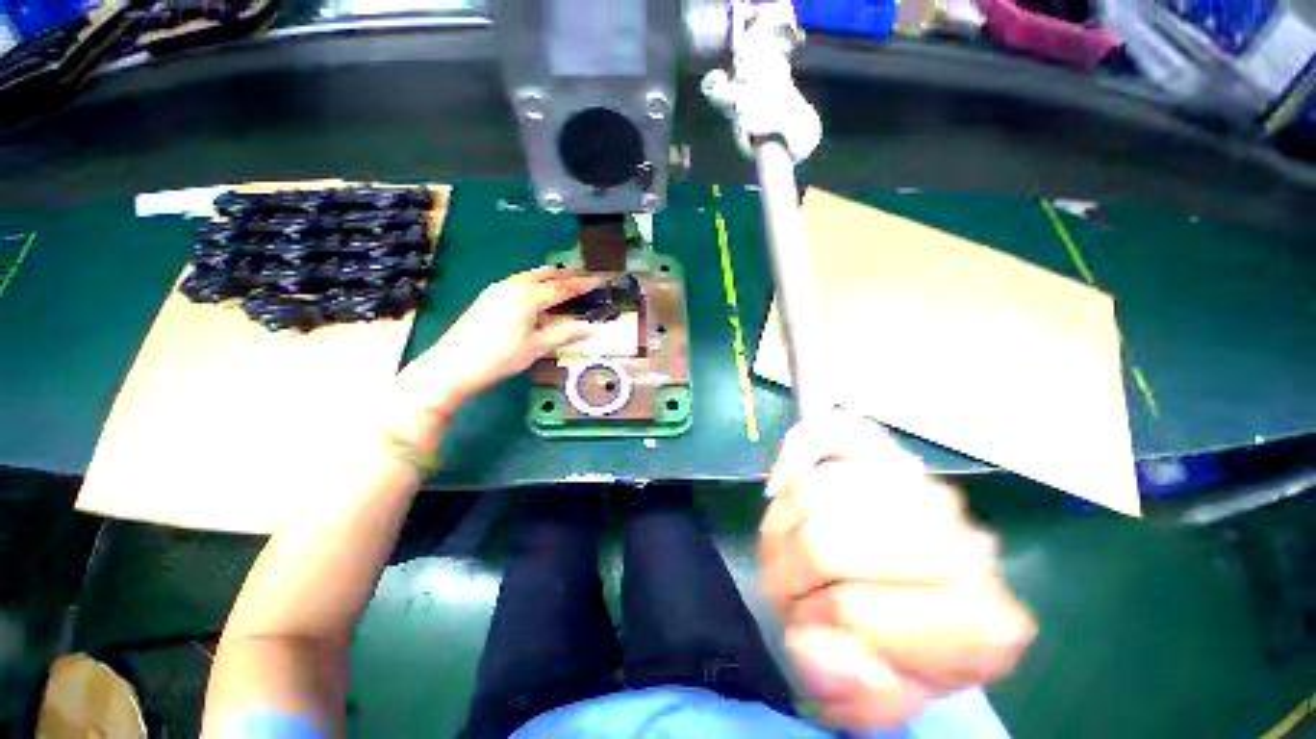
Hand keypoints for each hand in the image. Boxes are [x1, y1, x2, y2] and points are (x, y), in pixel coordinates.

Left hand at [395, 266, 599, 420]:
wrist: (452, 365)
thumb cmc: (500, 358)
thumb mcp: (536, 348)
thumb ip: (565, 334)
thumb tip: (594, 328)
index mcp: (528, 297)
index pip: (562, 288)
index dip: (582, 285)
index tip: (598, 280)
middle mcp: (513, 286)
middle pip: (545, 275)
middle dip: (566, 275)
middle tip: (584, 276)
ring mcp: (497, 289)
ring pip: (530, 276)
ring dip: (549, 276)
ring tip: (564, 278)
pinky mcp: (487, 297)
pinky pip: (518, 281)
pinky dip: (534, 281)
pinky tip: (536, 290)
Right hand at [759, 412, 1035, 729]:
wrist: (928, 589)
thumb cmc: (905, 651)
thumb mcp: (884, 699)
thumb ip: (847, 694)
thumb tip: (811, 646)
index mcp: (982, 626)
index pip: (852, 611)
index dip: (807, 622)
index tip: (802, 634)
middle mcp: (965, 545)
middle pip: (824, 544)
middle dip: (788, 574)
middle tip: (790, 593)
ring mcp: (928, 490)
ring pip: (812, 493)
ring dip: (785, 528)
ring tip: (794, 552)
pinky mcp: (897, 454)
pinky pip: (824, 444)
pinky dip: (796, 475)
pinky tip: (801, 503)